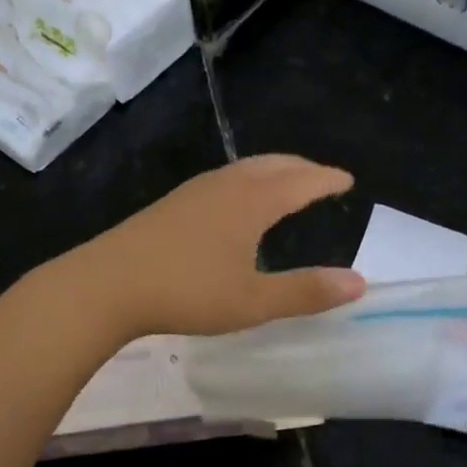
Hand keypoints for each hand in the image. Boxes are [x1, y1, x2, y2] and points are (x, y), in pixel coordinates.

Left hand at [68, 156, 365, 338]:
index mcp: (251, 202)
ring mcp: (192, 192)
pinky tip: (233, 204)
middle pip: (271, 166)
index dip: (325, 180)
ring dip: (271, 171)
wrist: (107, 284)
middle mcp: (224, 186)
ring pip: (243, 170)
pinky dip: (245, 182)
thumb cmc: (186, 292)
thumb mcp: (252, 301)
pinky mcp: (170, 205)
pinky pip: (221, 180)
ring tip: (283, 184)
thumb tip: (359, 282)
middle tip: (320, 176)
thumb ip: (305, 292)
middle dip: (300, 168)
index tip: (346, 179)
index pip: (300, 181)